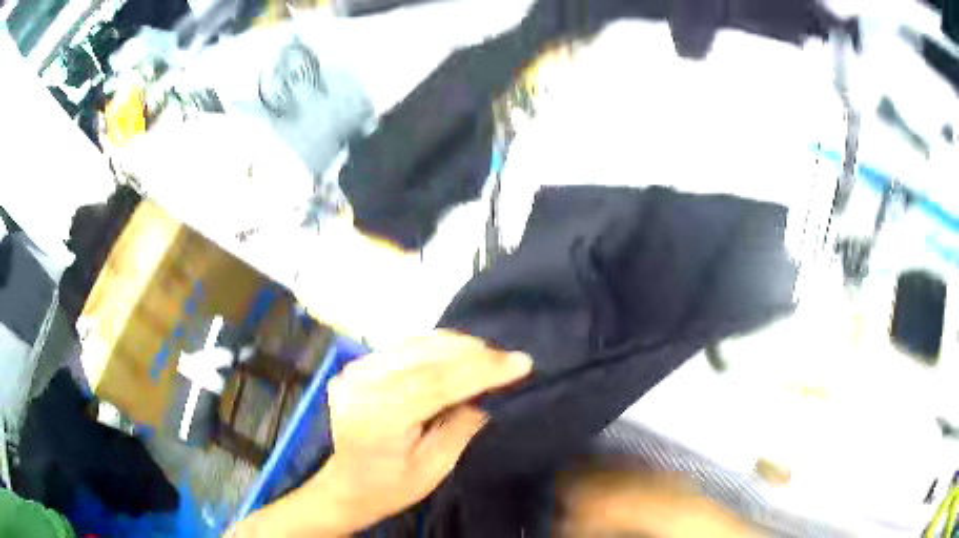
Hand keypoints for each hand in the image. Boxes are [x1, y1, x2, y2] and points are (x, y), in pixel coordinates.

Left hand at [232, 330, 532, 536]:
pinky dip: (433, 349)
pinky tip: (455, 356)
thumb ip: (461, 426)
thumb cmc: (391, 486)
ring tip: (487, 356)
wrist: (346, 485)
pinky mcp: (355, 366)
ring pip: (414, 344)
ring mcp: (354, 371)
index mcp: (378, 417)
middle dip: (473, 353)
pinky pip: (402, 348)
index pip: (435, 382)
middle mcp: (361, 384)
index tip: (520, 363)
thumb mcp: (435, 467)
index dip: (481, 370)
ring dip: (455, 346)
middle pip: (425, 355)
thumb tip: (487, 393)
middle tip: (508, 358)